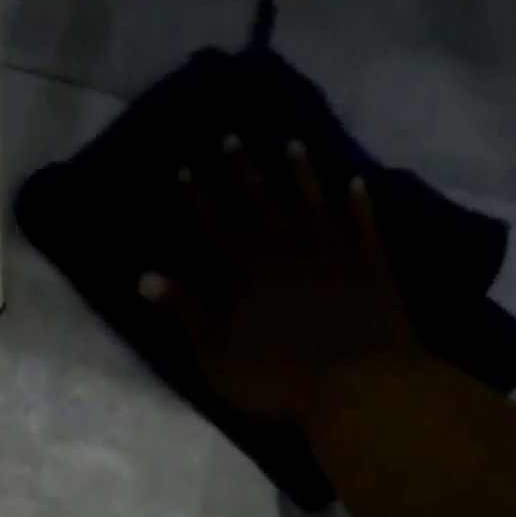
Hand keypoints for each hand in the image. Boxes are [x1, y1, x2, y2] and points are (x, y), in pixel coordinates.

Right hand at [140, 136, 422, 424]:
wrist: (355, 379)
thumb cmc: (276, 375)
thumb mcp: (216, 354)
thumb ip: (185, 312)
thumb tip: (145, 277)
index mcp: (247, 268)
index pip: (215, 224)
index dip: (197, 198)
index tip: (184, 169)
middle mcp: (288, 244)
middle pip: (262, 199)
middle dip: (244, 170)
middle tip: (233, 137)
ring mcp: (333, 248)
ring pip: (312, 198)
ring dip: (300, 172)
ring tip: (292, 144)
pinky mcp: (370, 261)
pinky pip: (361, 220)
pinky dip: (357, 200)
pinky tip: (355, 182)